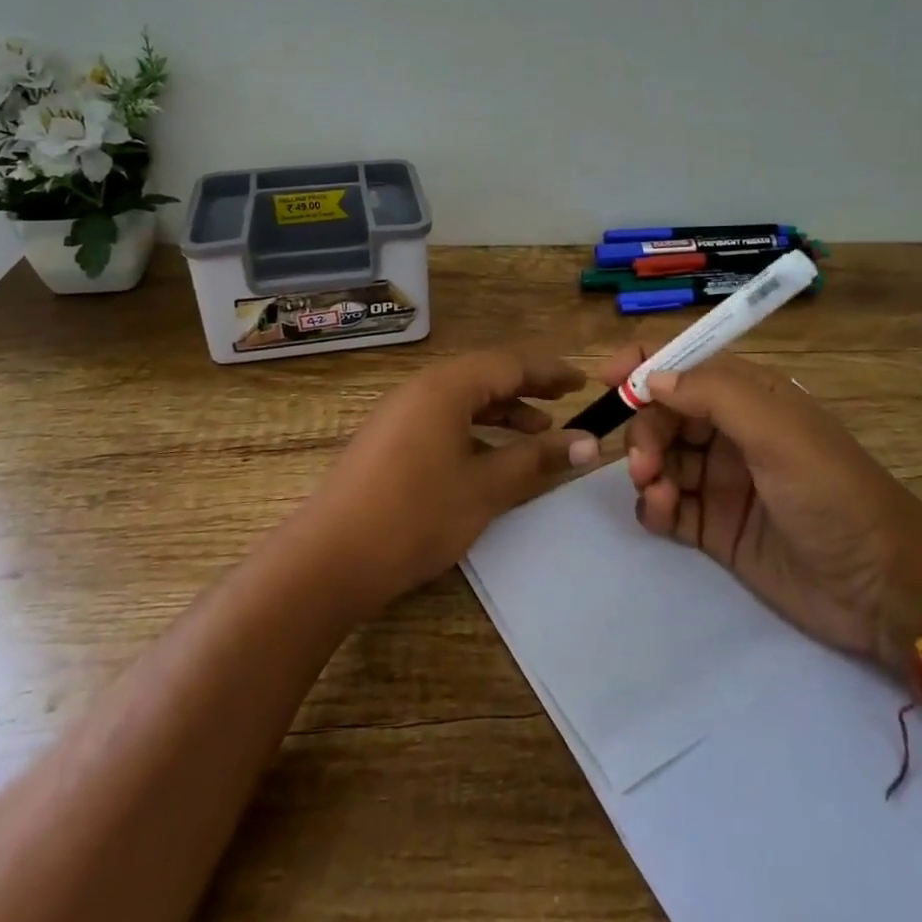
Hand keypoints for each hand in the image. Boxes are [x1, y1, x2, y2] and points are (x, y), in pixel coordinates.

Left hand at [308, 349, 601, 611]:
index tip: (582, 382)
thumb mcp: (486, 487)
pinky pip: (443, 419)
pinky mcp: (389, 439)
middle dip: (527, 387)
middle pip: (484, 375)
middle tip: (565, 401)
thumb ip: (537, 458)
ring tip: (537, 432)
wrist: (331, 558)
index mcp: (446, 386)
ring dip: (502, 411)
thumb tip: (589, 442)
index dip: (549, 372)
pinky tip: (491, 456)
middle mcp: (421, 388)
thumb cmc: (416, 515)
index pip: (509, 363)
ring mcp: (400, 413)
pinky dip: (474, 429)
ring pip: (463, 399)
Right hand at [598, 347, 921, 667]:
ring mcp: (720, 479)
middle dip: (644, 431)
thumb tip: (652, 378)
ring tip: (659, 496)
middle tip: (645, 464)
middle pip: (662, 413)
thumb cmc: (832, 494)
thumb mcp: (778, 432)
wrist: (881, 589)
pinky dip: (654, 506)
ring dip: (647, 470)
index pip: (686, 363)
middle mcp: (729, 432)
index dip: (645, 364)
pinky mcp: (713, 525)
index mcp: (750, 397)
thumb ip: (714, 395)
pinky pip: (665, 504)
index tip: (608, 380)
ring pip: (659, 458)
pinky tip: (663, 515)